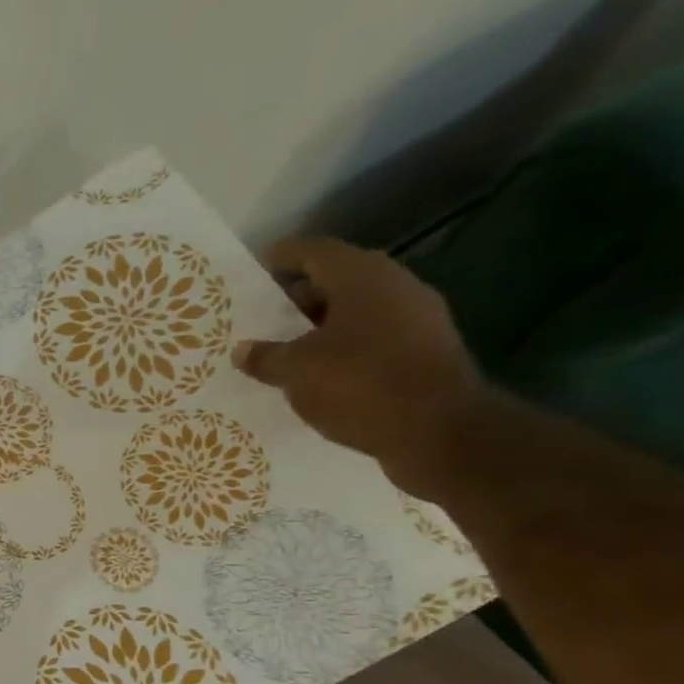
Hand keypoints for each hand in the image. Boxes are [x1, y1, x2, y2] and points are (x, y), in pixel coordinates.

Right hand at [233, 236, 487, 496]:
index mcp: (362, 277)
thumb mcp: (296, 372)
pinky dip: (346, 349)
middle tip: (265, 318)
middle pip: (339, 279)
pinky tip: (322, 375)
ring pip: (358, 311)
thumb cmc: (359, 385)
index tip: (255, 270)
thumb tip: (243, 350)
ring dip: (323, 326)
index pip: (315, 251)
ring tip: (287, 350)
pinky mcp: (427, 352)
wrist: (440, 432)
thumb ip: (266, 357)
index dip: (282, 257)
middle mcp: (396, 286)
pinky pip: (375, 339)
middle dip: (300, 297)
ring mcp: (418, 319)